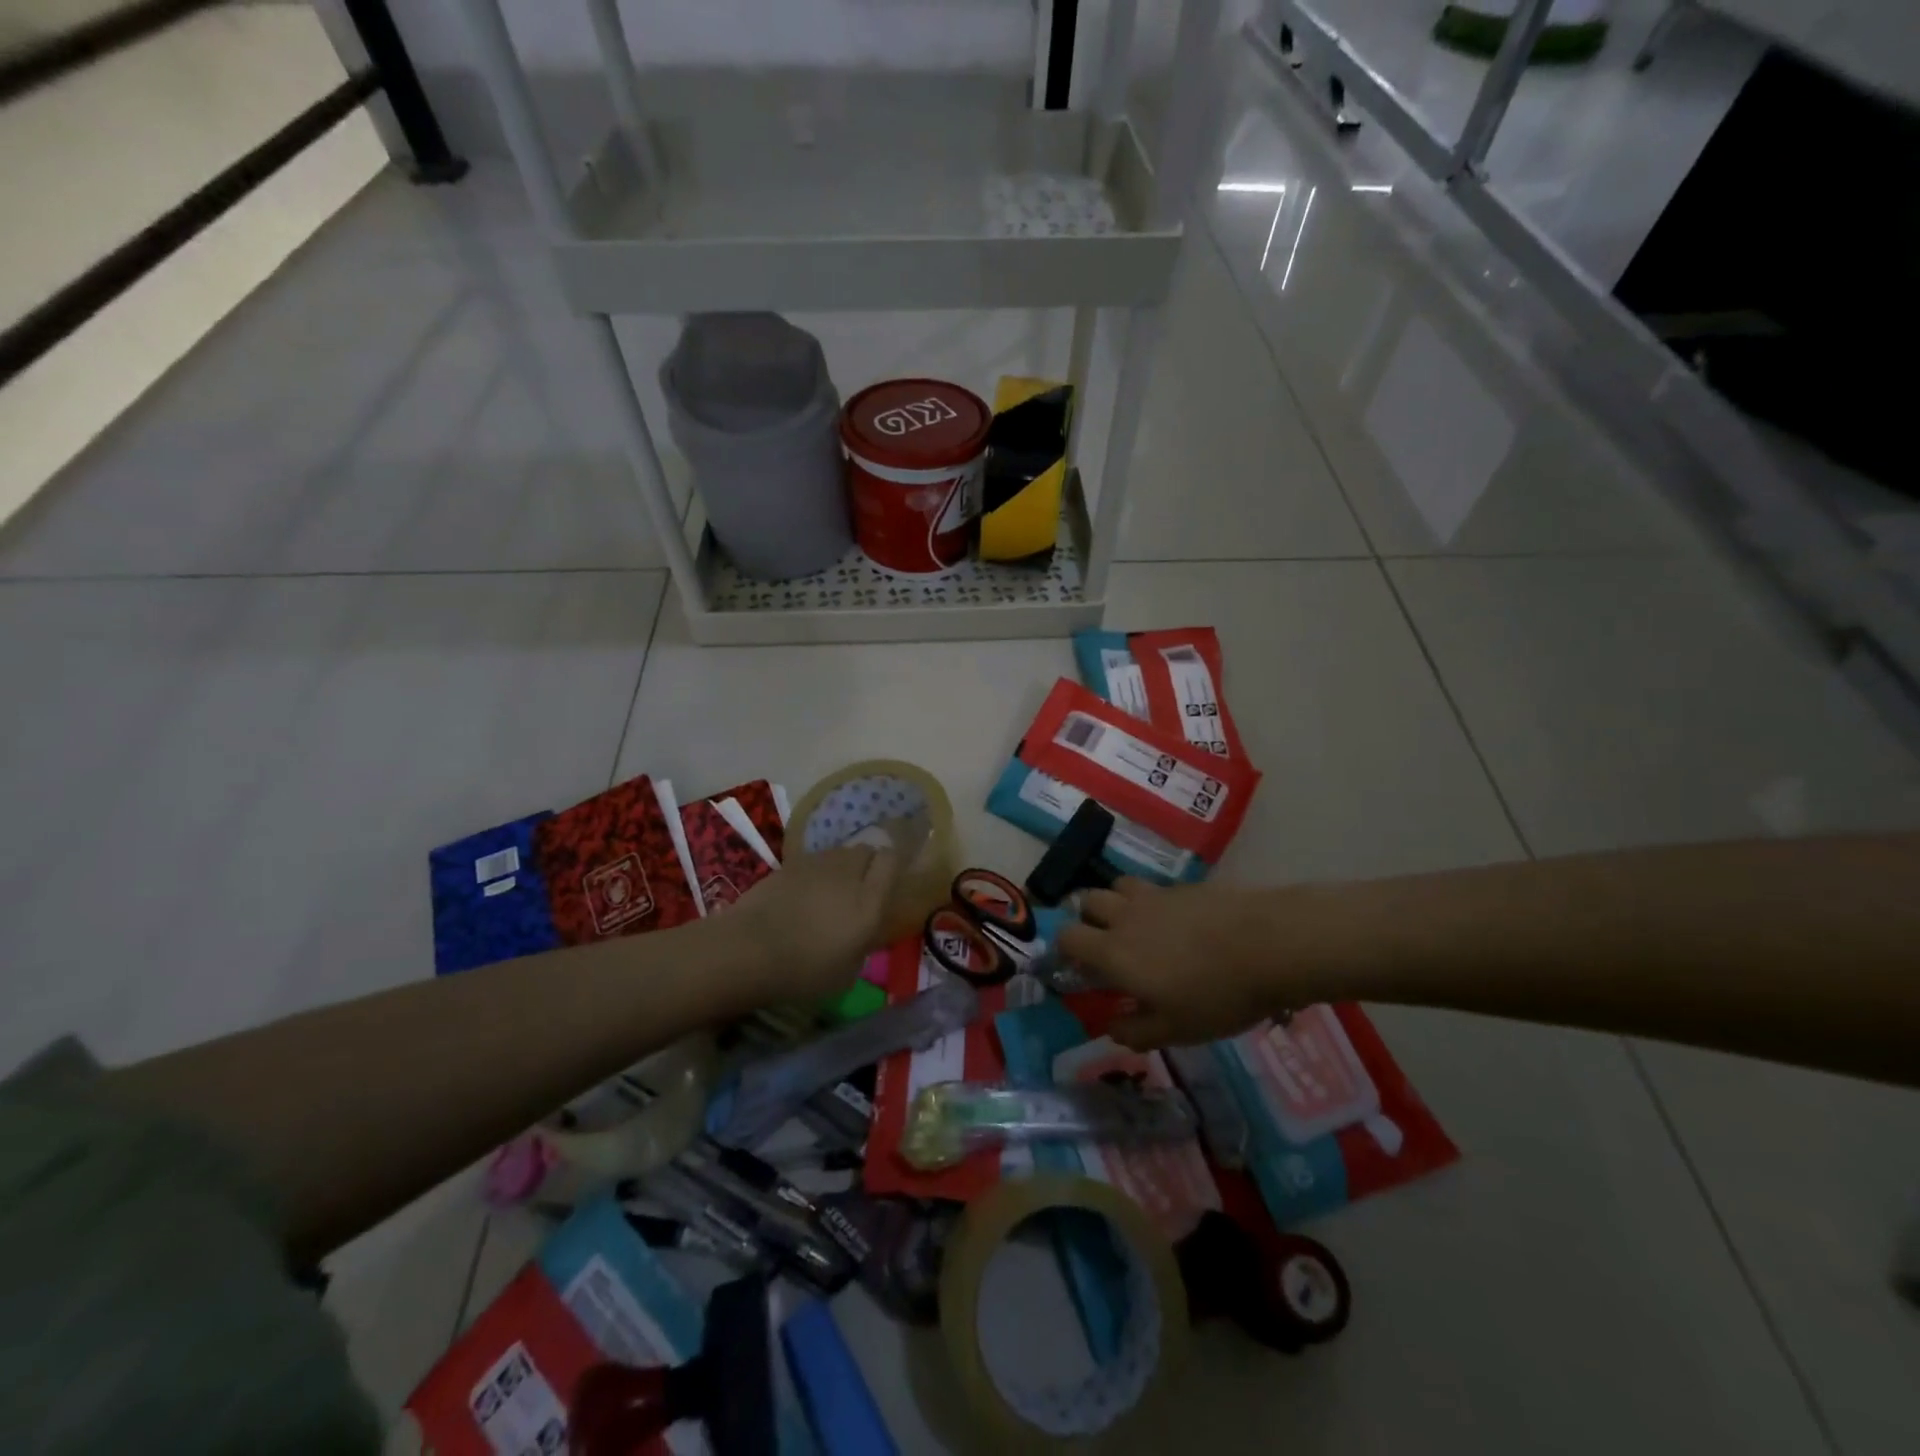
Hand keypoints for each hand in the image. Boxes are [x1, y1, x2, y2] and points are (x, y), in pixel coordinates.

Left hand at [728, 844, 899, 1006]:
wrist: (749, 949)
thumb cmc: (804, 970)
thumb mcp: (846, 973)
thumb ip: (863, 945)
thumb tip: (864, 934)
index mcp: (869, 900)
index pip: (891, 860)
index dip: (892, 868)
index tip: (887, 885)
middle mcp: (848, 873)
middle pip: (866, 851)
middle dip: (868, 865)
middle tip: (859, 890)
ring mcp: (817, 864)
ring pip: (840, 853)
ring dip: (841, 868)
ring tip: (830, 893)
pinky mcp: (790, 864)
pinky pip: (814, 861)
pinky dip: (815, 873)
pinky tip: (803, 895)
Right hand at [1057, 878, 1289, 1048]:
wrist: (1269, 944)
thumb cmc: (1217, 995)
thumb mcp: (1176, 1030)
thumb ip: (1136, 1031)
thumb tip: (1110, 1027)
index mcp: (1114, 952)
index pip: (1067, 937)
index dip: (1064, 950)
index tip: (1078, 967)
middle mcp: (1125, 916)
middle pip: (1087, 902)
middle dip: (1088, 920)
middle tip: (1107, 944)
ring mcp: (1154, 896)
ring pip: (1116, 886)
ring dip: (1116, 903)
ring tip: (1137, 926)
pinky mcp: (1183, 886)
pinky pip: (1152, 888)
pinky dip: (1151, 902)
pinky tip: (1176, 923)